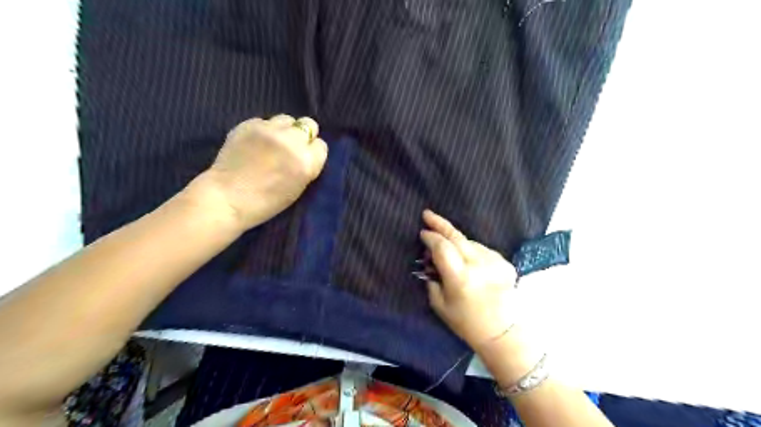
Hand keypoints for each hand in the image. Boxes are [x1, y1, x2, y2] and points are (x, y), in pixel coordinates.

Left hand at [185, 115, 329, 230]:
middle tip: (291, 146)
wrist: (227, 199)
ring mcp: (269, 130)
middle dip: (302, 135)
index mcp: (307, 162)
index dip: (312, 151)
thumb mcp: (298, 188)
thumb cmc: (266, 203)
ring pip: (286, 119)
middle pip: (308, 124)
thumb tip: (307, 151)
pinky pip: (264, 121)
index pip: (321, 145)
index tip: (304, 158)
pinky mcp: (249, 124)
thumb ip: (307, 166)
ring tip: (272, 142)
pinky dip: (263, 130)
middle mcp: (292, 142)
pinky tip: (254, 143)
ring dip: (283, 129)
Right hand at [418, 209, 520, 349]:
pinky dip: (471, 250)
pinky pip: (481, 249)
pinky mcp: (504, 263)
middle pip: (456, 237)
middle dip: (440, 225)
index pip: (442, 247)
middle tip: (428, 215)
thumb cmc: (466, 322)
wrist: (502, 332)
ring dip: (456, 242)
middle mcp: (478, 265)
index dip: (431, 237)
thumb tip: (430, 258)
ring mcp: (494, 262)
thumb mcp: (439, 304)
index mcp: (460, 278)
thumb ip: (432, 278)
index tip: (423, 232)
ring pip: (469, 242)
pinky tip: (467, 260)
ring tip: (449, 250)